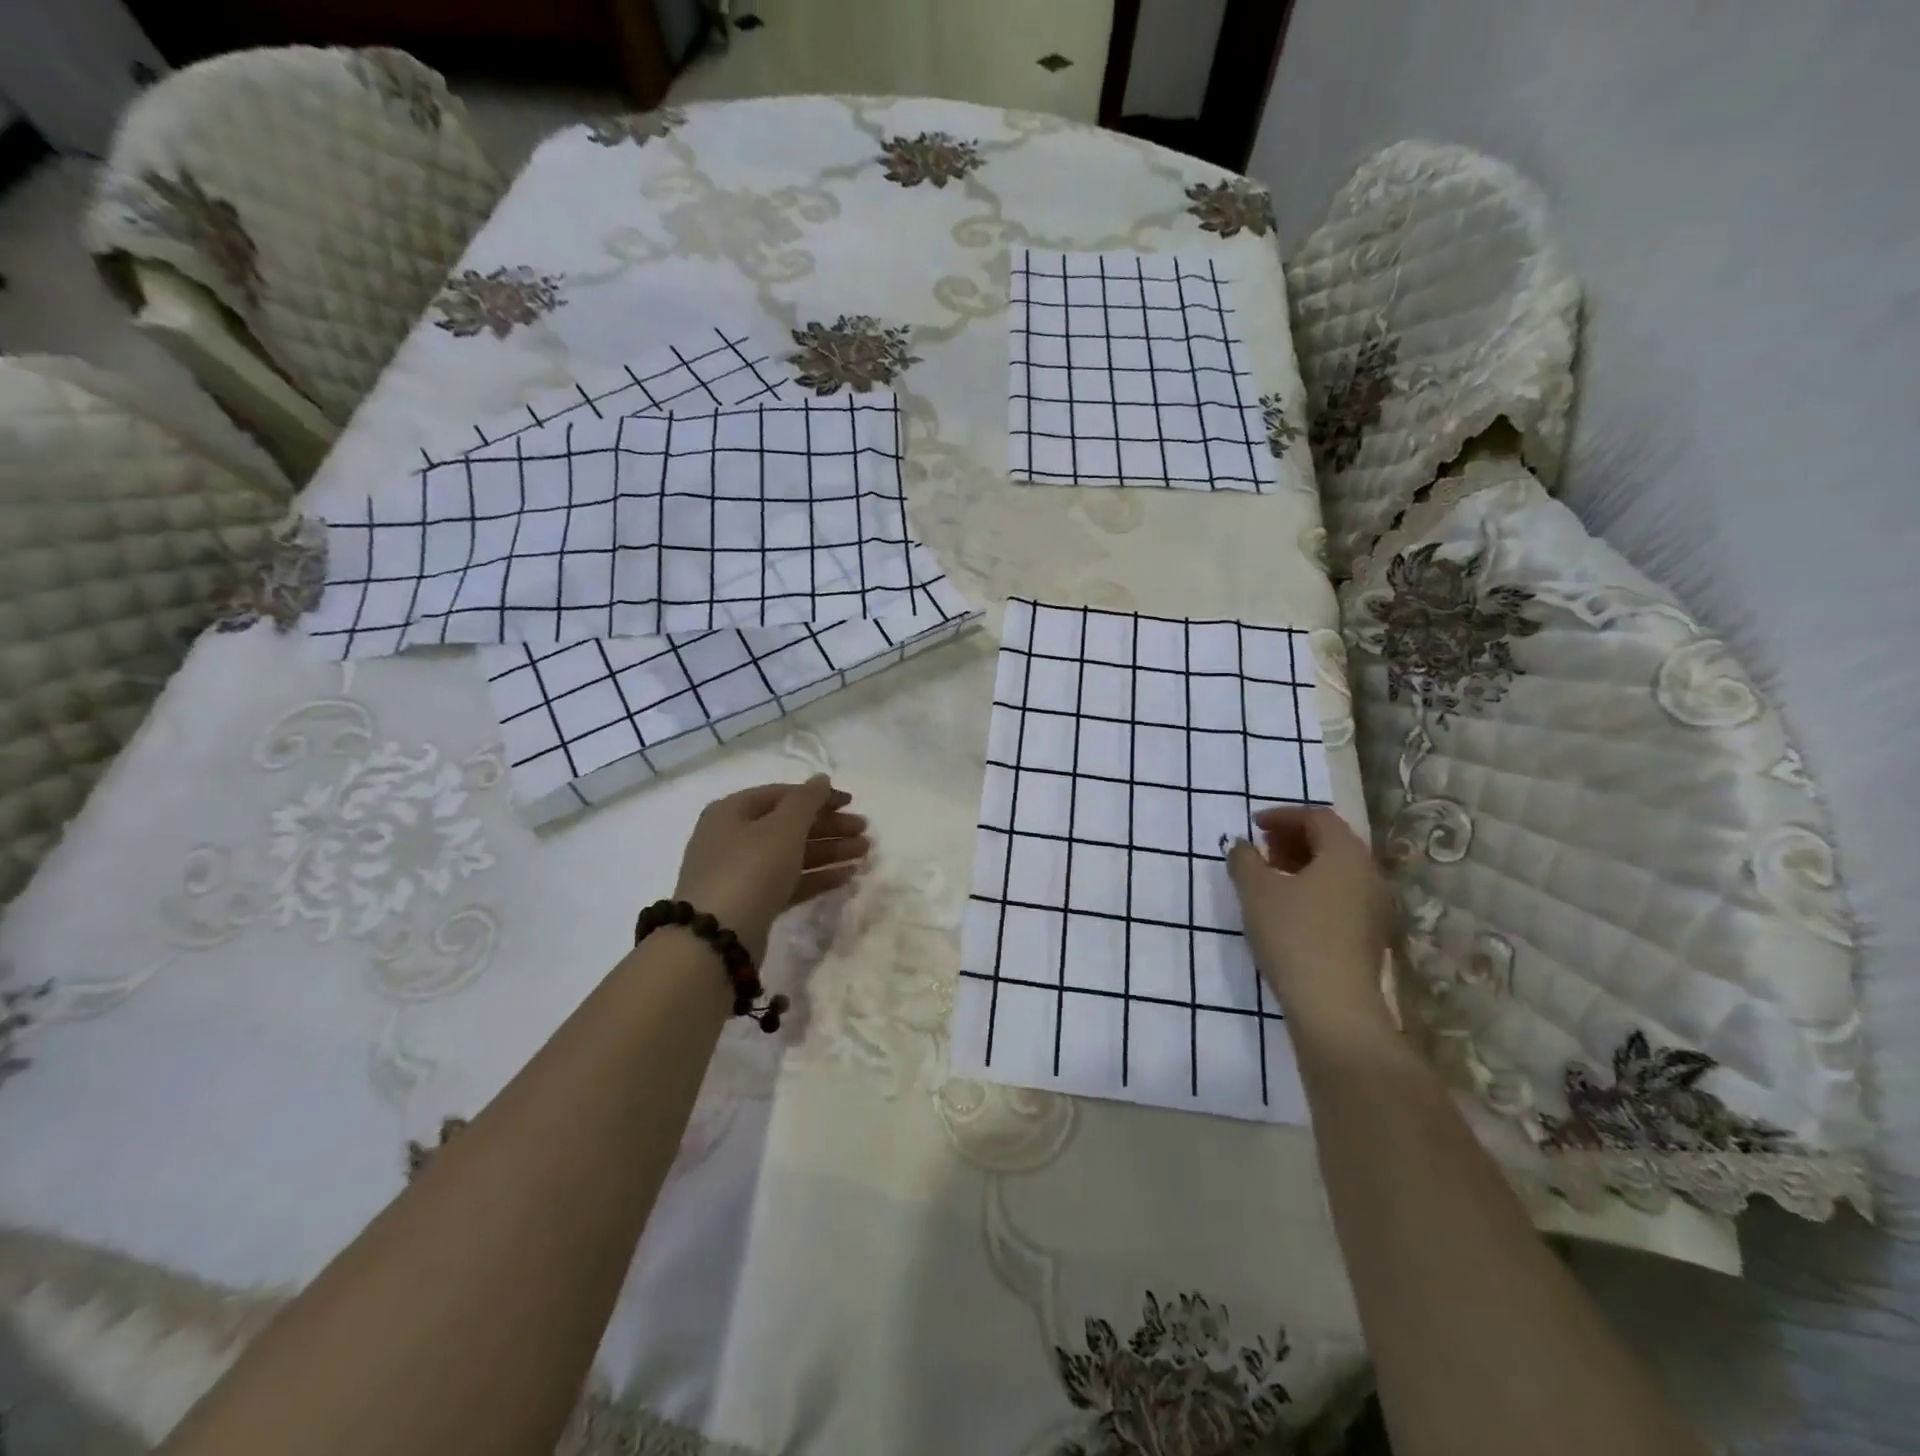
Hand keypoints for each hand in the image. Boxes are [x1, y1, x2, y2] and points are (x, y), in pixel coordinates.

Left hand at [672, 776, 868, 963]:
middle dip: (829, 827)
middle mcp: (732, 838)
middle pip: (789, 825)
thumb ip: (807, 800)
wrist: (716, 939)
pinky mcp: (752, 903)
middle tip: (864, 831)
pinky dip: (817, 876)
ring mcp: (741, 873)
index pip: (782, 794)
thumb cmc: (750, 868)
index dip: (819, 796)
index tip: (852, 803)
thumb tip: (821, 779)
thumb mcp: (783, 827)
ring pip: (792, 855)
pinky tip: (848, 876)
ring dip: (829, 851)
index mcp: (732, 811)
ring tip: (865, 853)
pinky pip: (789, 882)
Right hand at [1226, 806, 1397, 1045]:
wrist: (1334, 1006)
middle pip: (1332, 841)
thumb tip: (1242, 846)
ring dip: (1303, 864)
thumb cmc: (1294, 935)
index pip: (1318, 816)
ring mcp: (1375, 907)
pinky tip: (1288, 908)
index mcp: (1346, 854)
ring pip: (1337, 870)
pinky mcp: (1370, 935)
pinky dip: (1314, 888)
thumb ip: (1244, 859)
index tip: (1253, 825)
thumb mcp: (1256, 891)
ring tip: (1270, 877)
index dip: (1283, 815)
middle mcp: (1369, 874)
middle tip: (1261, 849)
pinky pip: (1341, 894)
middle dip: (1294, 838)